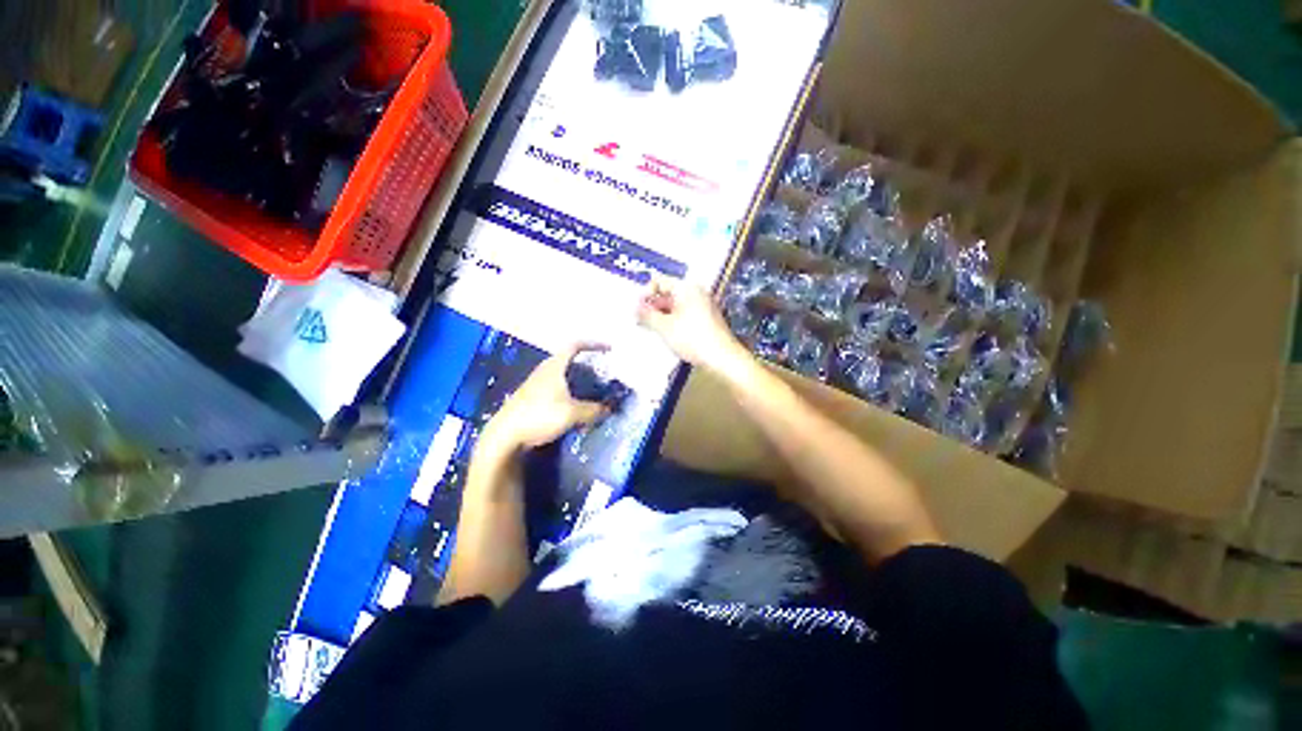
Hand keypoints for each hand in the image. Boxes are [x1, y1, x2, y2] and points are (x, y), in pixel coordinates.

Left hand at [481, 344, 609, 453]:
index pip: (575, 346)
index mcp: (554, 367)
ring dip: (577, 380)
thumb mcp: (572, 414)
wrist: (505, 436)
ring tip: (591, 391)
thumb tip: (609, 409)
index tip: (608, 349)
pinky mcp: (531, 399)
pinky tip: (574, 406)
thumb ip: (593, 410)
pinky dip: (569, 392)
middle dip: (587, 364)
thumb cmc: (540, 416)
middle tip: (601, 373)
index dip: (593, 344)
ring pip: (562, 376)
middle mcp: (544, 371)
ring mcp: (536, 385)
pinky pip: (556, 389)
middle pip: (568, 360)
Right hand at [637, 275, 745, 371]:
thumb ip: (647, 315)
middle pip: (668, 293)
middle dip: (653, 306)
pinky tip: (668, 335)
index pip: (659, 281)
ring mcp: (704, 305)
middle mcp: (696, 292)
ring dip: (662, 315)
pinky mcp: (707, 319)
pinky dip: (674, 321)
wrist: (722, 357)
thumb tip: (636, 308)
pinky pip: (685, 314)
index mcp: (686, 287)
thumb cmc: (693, 338)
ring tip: (652, 330)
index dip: (645, 294)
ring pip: (676, 305)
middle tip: (641, 321)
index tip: (639, 309)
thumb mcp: (664, 327)